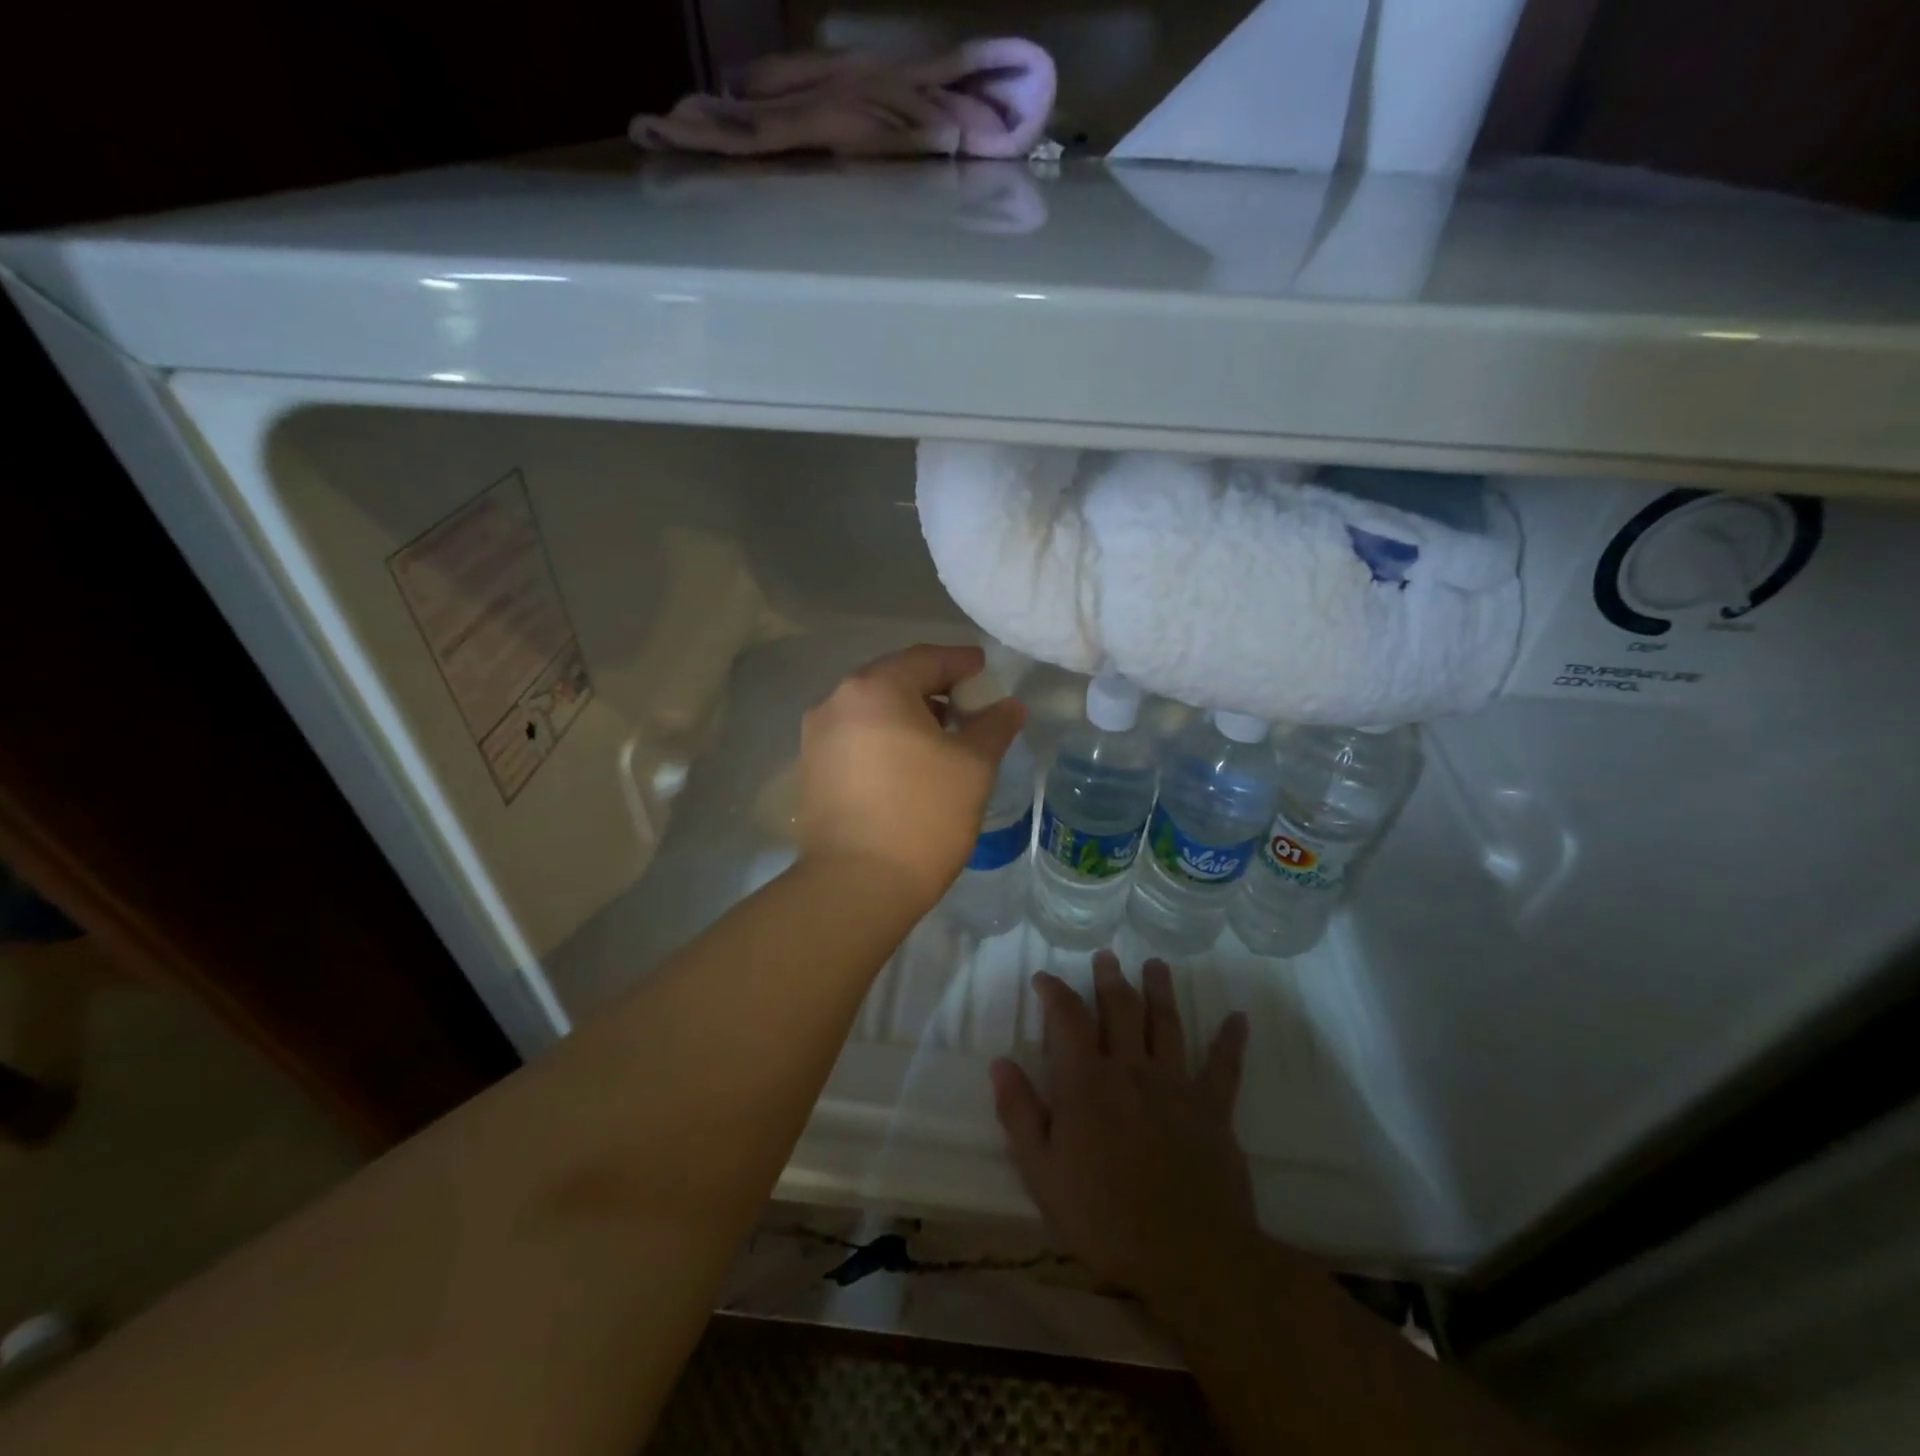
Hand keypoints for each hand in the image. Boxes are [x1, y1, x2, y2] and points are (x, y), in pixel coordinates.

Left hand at [798, 643, 1025, 908]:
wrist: (855, 886)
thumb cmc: (922, 815)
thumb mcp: (973, 766)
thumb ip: (994, 726)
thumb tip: (1009, 705)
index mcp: (875, 688)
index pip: (927, 659)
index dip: (962, 662)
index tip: (986, 671)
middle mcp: (836, 700)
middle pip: (895, 680)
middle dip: (935, 689)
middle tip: (969, 707)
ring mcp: (817, 735)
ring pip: (872, 710)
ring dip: (909, 715)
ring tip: (943, 739)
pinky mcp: (811, 768)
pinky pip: (856, 736)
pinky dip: (885, 738)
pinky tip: (908, 764)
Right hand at [991, 955, 1256, 1309]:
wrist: (1188, 1256)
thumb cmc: (1103, 1216)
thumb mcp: (1042, 1172)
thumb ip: (1019, 1113)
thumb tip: (1000, 1062)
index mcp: (1087, 1082)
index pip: (1068, 1019)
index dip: (1054, 992)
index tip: (1044, 978)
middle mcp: (1131, 1068)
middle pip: (1121, 1009)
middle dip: (1110, 979)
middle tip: (1106, 957)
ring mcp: (1176, 1084)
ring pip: (1167, 1023)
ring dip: (1160, 990)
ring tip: (1155, 964)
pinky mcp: (1213, 1108)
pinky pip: (1224, 1066)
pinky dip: (1231, 1040)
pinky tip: (1239, 1018)